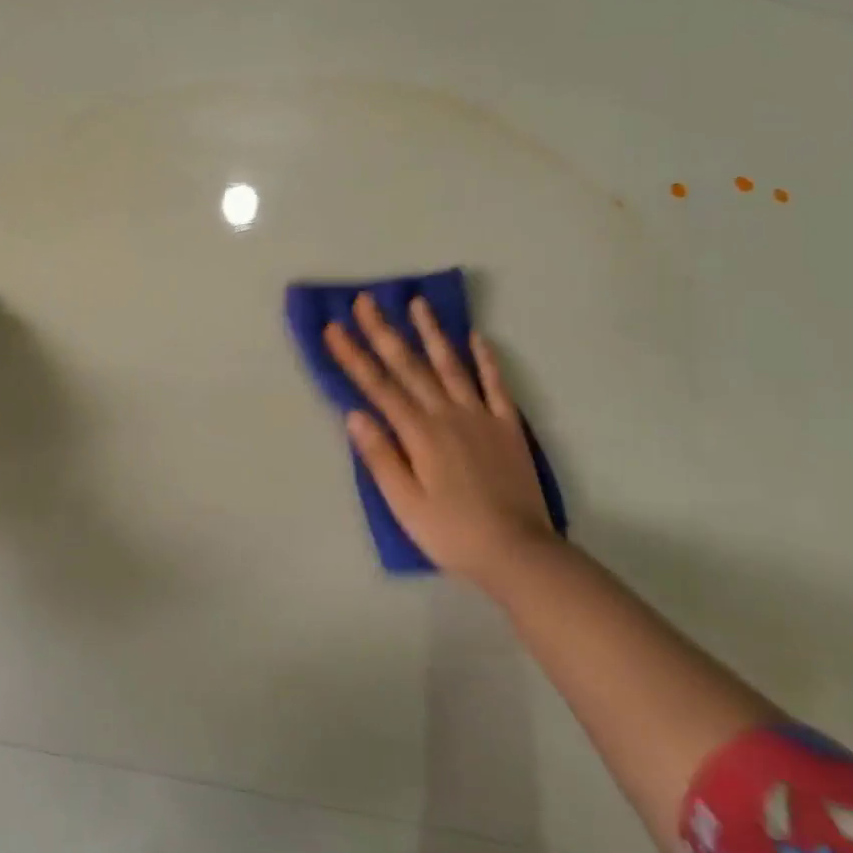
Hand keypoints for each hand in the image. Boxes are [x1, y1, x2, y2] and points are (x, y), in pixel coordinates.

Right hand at [324, 293, 553, 580]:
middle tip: (366, 300)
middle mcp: (448, 414)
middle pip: (410, 366)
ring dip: (432, 332)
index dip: (353, 356)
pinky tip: (476, 337)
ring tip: (418, 303)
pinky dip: (485, 359)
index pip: (378, 387)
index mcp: (419, 433)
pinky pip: (495, 385)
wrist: (518, 552)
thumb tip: (355, 414)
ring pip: (451, 365)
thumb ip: (381, 457)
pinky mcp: (507, 427)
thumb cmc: (451, 532)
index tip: (333, 328)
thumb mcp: (405, 503)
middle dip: (384, 332)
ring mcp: (480, 416)